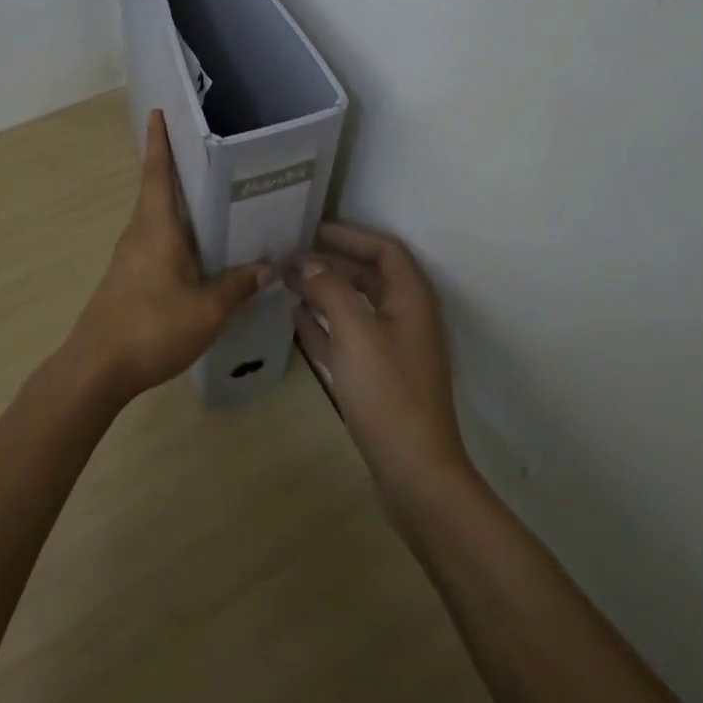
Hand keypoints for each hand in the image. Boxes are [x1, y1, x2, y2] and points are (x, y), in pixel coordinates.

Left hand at [67, 110, 268, 405]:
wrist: (96, 368)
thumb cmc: (152, 326)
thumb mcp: (207, 310)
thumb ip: (237, 286)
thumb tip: (268, 267)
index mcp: (156, 227)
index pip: (157, 172)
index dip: (159, 141)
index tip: (158, 111)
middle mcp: (139, 233)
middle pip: (157, 191)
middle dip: (176, 169)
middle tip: (208, 153)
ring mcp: (129, 257)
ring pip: (157, 219)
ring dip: (178, 205)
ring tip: (212, 199)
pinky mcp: (127, 278)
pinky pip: (155, 242)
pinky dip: (176, 234)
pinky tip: (198, 251)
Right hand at [290, 223, 468, 496]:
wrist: (415, 472)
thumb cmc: (388, 392)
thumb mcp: (355, 331)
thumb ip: (329, 288)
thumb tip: (306, 261)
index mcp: (411, 298)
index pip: (384, 250)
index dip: (351, 235)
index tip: (313, 229)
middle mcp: (406, 317)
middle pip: (369, 276)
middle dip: (332, 263)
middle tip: (291, 257)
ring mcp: (394, 349)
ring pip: (357, 307)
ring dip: (325, 292)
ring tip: (288, 283)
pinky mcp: (380, 377)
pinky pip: (349, 337)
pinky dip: (325, 325)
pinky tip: (297, 320)